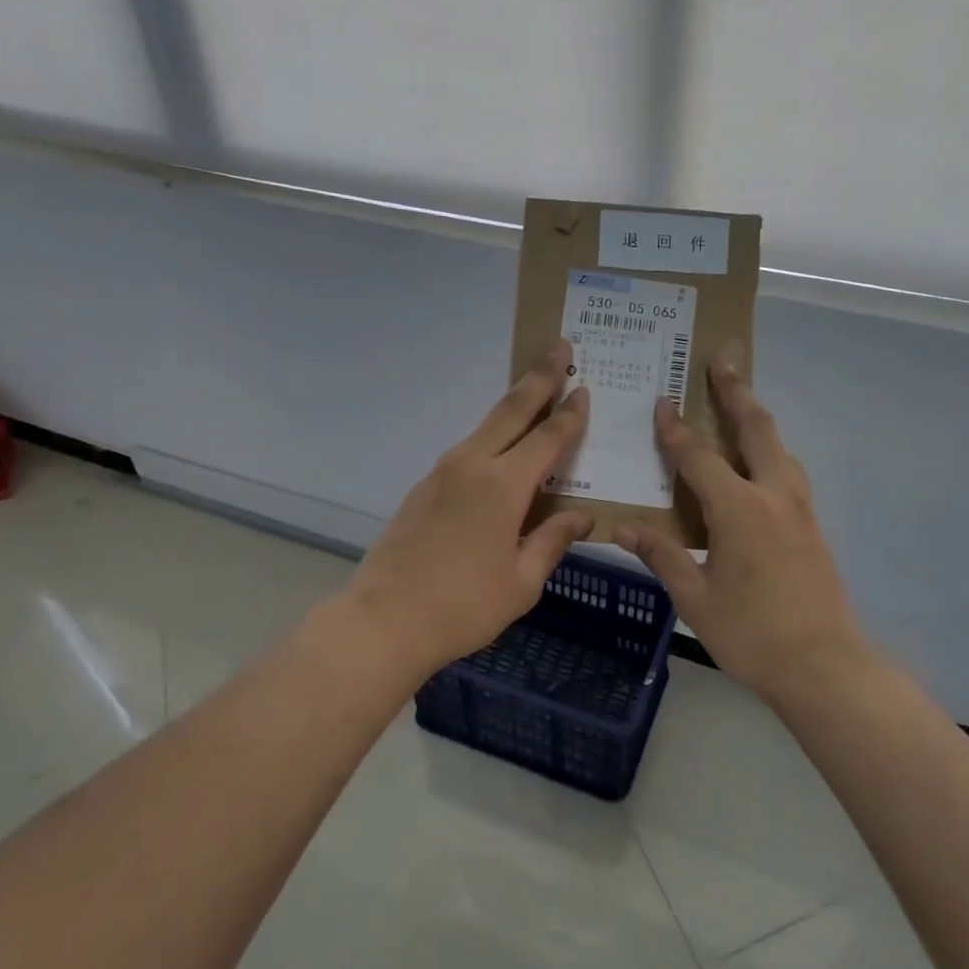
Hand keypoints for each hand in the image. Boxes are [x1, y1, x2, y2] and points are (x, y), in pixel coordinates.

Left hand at [341, 340, 592, 681]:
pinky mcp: (424, 486)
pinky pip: (468, 449)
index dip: (570, 414)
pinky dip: (493, 437)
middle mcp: (472, 465)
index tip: (585, 388)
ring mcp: (442, 472)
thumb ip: (553, 541)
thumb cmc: (463, 607)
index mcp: (503, 486)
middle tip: (560, 347)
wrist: (384, 620)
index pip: (548, 438)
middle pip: (512, 409)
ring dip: (514, 404)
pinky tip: (503, 450)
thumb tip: (583, 517)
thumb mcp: (522, 582)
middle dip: (539, 377)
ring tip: (537, 391)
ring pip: (486, 426)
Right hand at [616, 354, 872, 703]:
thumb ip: (661, 556)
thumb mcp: (695, 598)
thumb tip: (623, 528)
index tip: (663, 401)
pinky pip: (787, 469)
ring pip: (779, 446)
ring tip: (741, 397)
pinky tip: (759, 459)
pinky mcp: (811, 524)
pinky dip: (769, 448)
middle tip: (722, 359)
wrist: (824, 664)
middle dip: (735, 391)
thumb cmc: (751, 633)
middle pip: (755, 429)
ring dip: (757, 416)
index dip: (677, 430)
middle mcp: (773, 496)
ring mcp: (799, 508)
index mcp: (739, 510)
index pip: (700, 457)